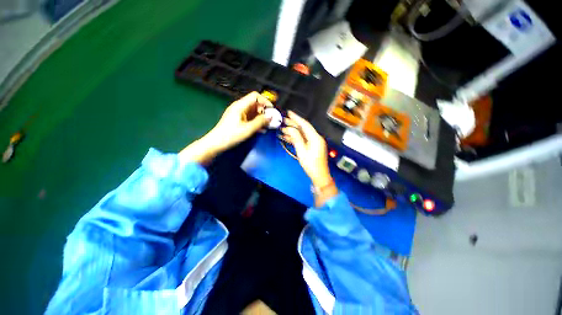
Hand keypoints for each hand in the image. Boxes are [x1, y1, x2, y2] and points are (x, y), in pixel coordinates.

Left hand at [207, 91, 272, 149]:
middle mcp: (238, 107)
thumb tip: (270, 117)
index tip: (271, 110)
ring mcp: (237, 113)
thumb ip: (260, 122)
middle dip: (264, 111)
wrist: (215, 143)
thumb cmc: (229, 136)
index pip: (255, 96)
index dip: (265, 101)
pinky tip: (260, 129)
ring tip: (267, 126)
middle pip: (255, 103)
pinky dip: (255, 121)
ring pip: (253, 111)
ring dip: (261, 117)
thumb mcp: (247, 129)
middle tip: (271, 120)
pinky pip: (249, 117)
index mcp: (240, 105)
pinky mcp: (236, 120)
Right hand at [281, 111, 332, 188]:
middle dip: (293, 124)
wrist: (319, 176)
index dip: (296, 118)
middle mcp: (316, 137)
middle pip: (304, 128)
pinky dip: (296, 138)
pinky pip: (304, 139)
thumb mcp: (302, 151)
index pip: (305, 124)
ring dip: (293, 131)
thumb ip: (296, 138)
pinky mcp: (313, 147)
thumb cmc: (311, 165)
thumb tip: (290, 128)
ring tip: (282, 129)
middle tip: (283, 121)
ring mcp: (315, 142)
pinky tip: (287, 137)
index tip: (288, 113)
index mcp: (315, 137)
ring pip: (303, 134)